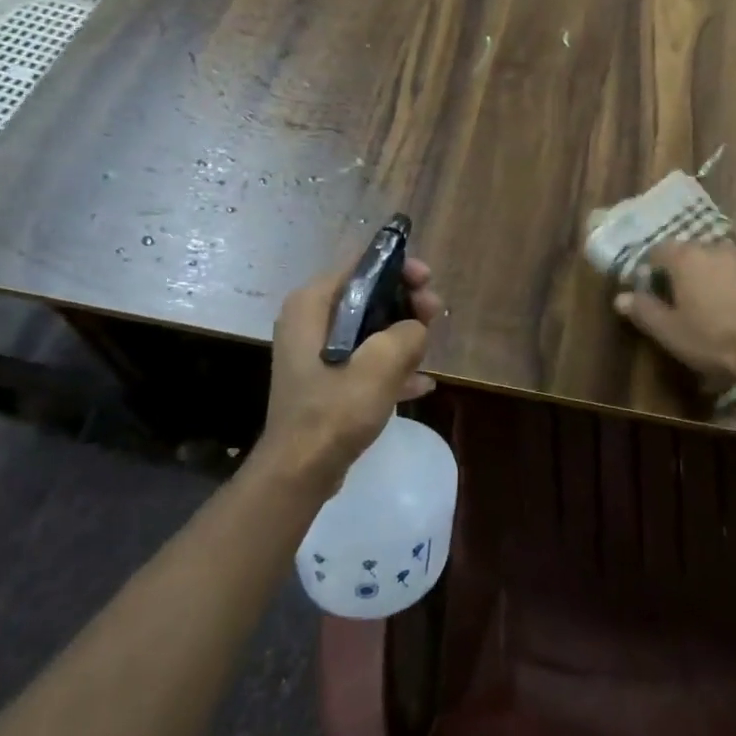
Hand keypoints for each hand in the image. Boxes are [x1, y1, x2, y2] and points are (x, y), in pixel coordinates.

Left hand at [258, 256, 443, 485]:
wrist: (300, 471)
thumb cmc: (335, 408)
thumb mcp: (382, 363)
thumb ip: (408, 332)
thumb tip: (416, 329)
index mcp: (312, 304)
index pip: (360, 265)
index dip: (398, 267)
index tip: (428, 282)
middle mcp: (309, 320)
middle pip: (367, 294)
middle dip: (405, 304)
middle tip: (434, 315)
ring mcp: (316, 352)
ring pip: (369, 328)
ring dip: (402, 336)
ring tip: (429, 352)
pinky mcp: (325, 379)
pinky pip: (363, 359)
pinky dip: (390, 366)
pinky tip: (421, 384)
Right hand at [613, 242, 735, 385]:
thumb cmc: (716, 340)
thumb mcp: (671, 333)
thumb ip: (644, 311)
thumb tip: (620, 297)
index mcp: (686, 258)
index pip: (659, 251)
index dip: (653, 268)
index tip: (653, 288)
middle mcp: (717, 247)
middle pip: (694, 254)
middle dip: (688, 272)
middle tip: (689, 302)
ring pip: (726, 262)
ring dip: (720, 277)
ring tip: (724, 308)